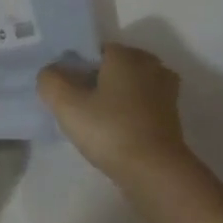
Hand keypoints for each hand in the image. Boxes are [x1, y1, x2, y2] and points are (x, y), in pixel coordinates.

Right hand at [36, 44, 198, 184]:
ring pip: (130, 86)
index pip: (94, 51)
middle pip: (114, 67)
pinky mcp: (172, 114)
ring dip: (115, 98)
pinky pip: (143, 104)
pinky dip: (130, 112)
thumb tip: (50, 72)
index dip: (77, 69)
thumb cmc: (110, 130)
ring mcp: (165, 89)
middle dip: (97, 82)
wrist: (155, 171)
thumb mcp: (67, 105)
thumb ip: (51, 81)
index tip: (67, 92)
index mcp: (126, 54)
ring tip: (97, 122)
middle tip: (79, 107)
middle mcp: (150, 64)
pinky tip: (117, 131)